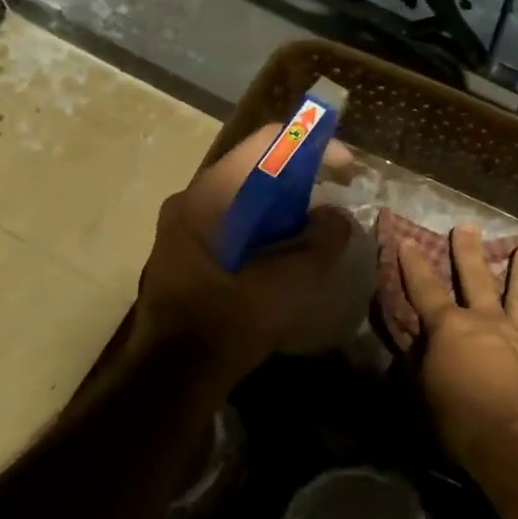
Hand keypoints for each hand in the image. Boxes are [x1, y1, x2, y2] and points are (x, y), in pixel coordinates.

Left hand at [134, 124, 355, 388]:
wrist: (173, 375)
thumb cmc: (229, 320)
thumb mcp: (288, 281)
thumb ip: (321, 241)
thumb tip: (335, 218)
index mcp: (209, 196)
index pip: (265, 143)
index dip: (311, 145)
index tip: (344, 166)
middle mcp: (189, 201)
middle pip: (253, 170)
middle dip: (298, 179)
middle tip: (332, 198)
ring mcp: (181, 229)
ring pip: (241, 199)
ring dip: (280, 207)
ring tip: (312, 229)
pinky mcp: (183, 255)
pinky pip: (229, 224)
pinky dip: (261, 228)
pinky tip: (282, 254)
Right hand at [399, 227, 517, 479]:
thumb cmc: (461, 420)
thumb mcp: (423, 395)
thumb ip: (419, 366)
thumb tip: (416, 349)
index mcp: (449, 328)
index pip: (424, 289)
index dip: (413, 265)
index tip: (406, 240)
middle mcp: (485, 323)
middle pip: (475, 279)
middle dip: (468, 253)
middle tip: (467, 227)